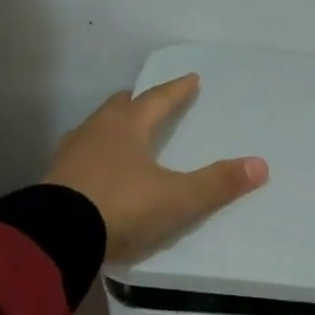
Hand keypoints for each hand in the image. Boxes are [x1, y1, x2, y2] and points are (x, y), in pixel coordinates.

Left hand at [44, 74, 267, 260]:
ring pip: (95, 129)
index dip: (177, 90)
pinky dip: (94, 155)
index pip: (157, 100)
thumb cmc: (121, 207)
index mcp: (127, 128)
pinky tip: (97, 169)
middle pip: (120, 107)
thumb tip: (261, 165)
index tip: (191, 78)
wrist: (55, 237)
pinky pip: (79, 156)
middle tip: (150, 101)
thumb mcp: (177, 199)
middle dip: (138, 102)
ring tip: (123, 133)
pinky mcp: (53, 181)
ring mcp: (70, 155)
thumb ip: (217, 183)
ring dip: (112, 127)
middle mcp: (97, 132)